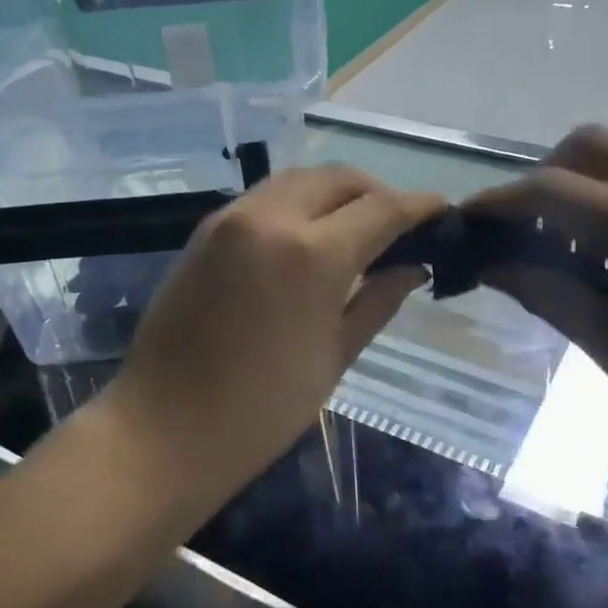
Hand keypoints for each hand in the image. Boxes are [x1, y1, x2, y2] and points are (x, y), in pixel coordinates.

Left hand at [99, 166, 443, 516]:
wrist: (164, 428)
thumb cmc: (262, 409)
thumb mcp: (335, 356)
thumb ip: (379, 300)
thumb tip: (414, 265)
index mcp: (312, 253)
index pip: (382, 208)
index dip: (420, 205)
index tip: (443, 212)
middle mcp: (270, 217)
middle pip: (339, 178)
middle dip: (377, 193)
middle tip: (399, 225)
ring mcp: (230, 219)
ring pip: (298, 179)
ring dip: (336, 193)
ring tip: (357, 228)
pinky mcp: (204, 230)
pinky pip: (264, 198)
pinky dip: (297, 204)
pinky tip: (308, 237)